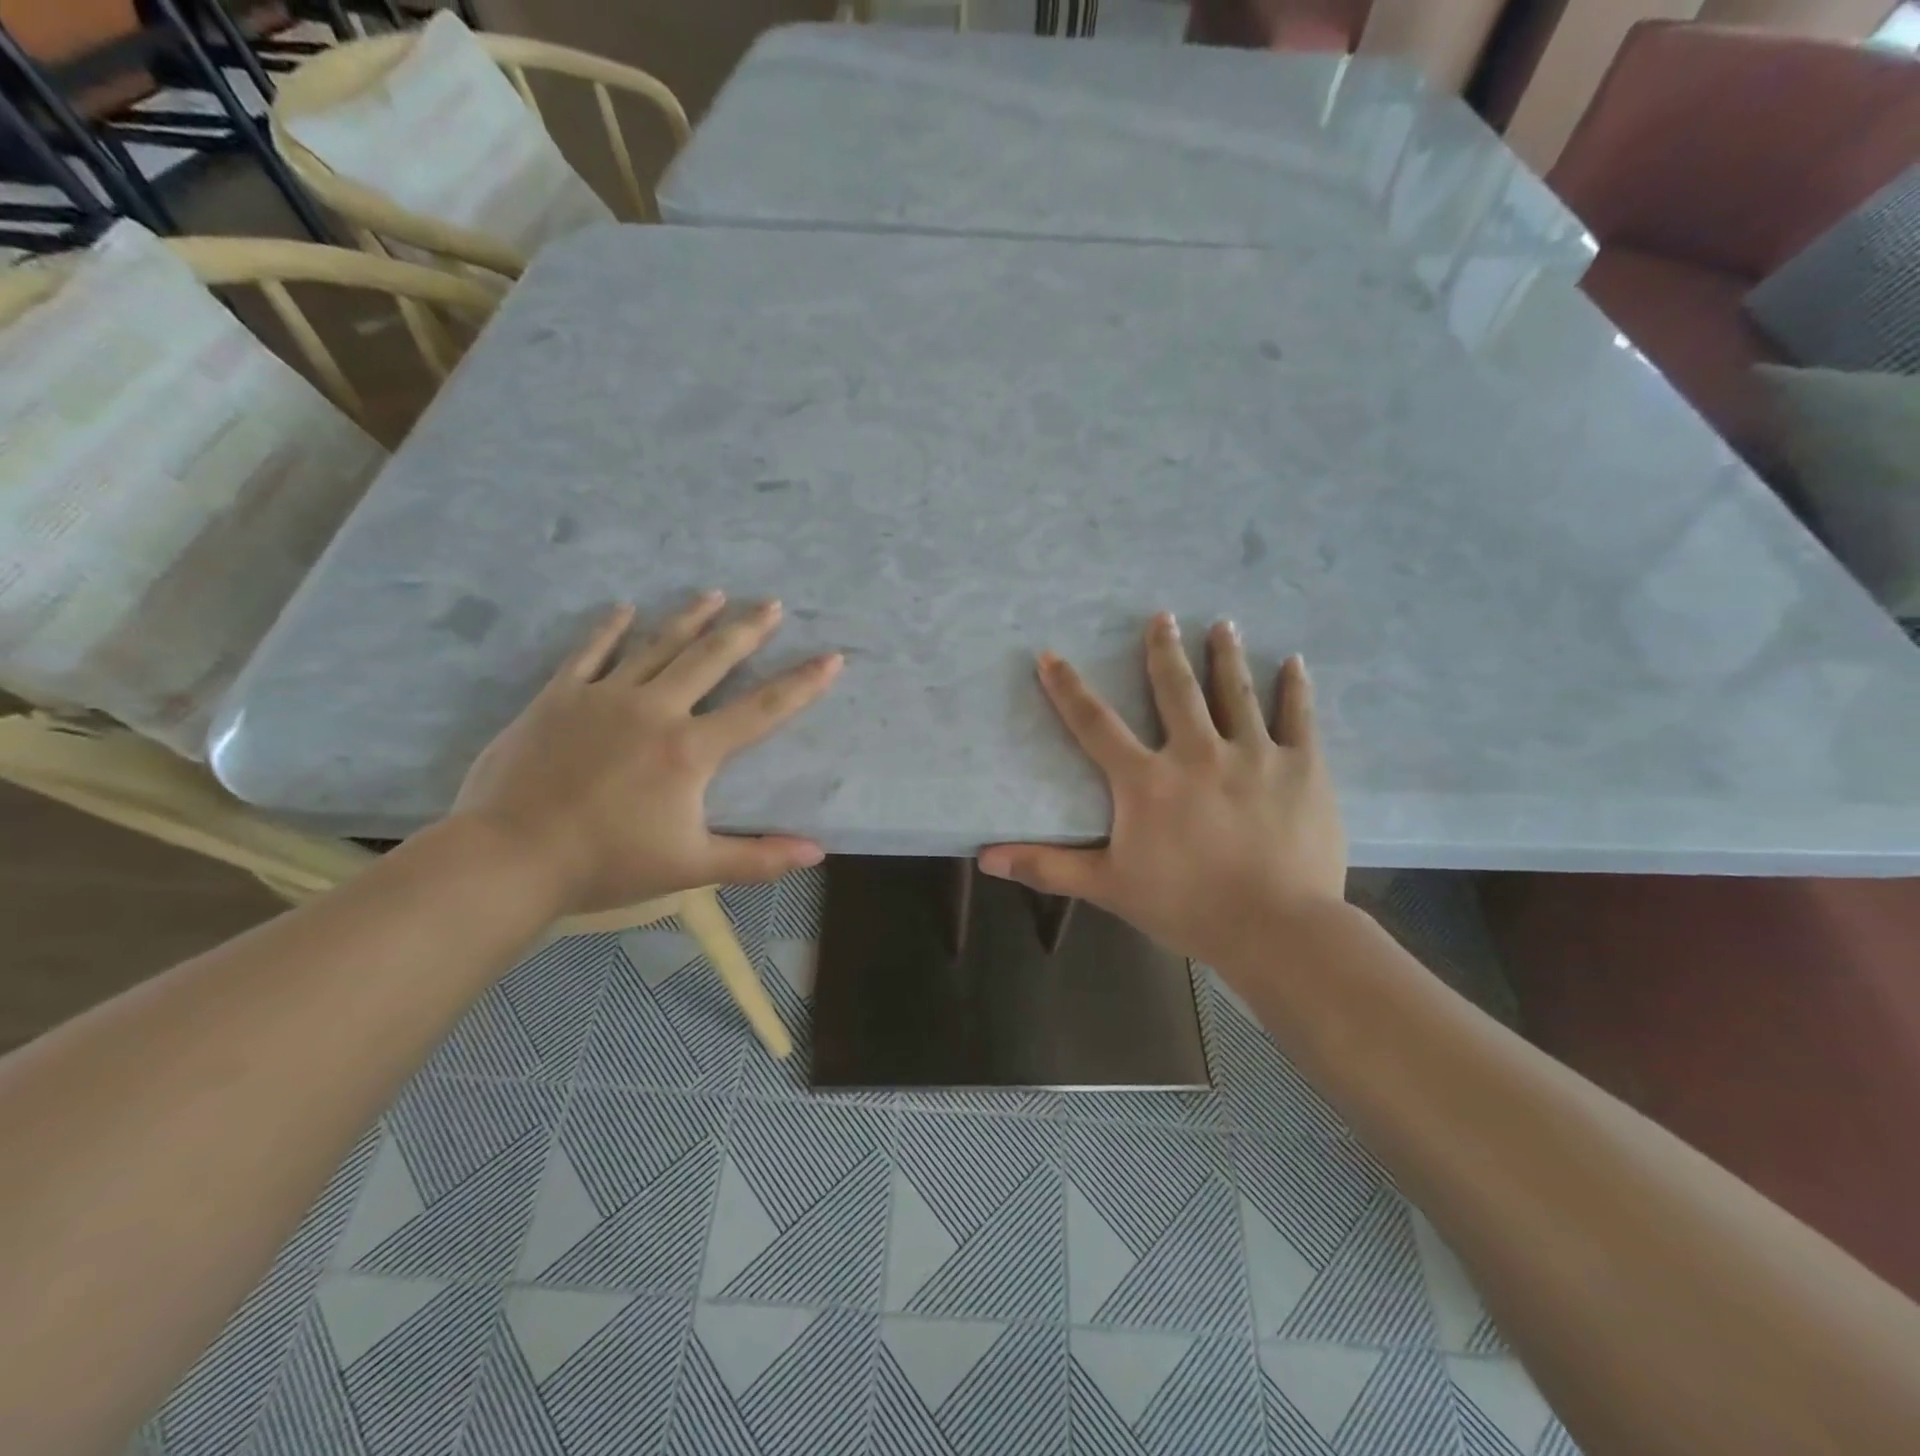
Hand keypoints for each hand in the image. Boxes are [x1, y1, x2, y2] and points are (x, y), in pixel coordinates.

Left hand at [449, 593, 840, 915]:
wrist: (510, 858)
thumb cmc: (607, 864)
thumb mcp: (692, 867)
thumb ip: (758, 858)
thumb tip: (817, 852)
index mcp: (691, 750)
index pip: (762, 709)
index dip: (802, 683)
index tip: (831, 656)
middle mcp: (656, 709)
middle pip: (711, 658)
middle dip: (746, 629)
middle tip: (771, 603)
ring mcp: (604, 697)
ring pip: (658, 644)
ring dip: (690, 617)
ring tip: (715, 593)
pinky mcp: (560, 697)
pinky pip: (590, 652)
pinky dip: (610, 629)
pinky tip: (625, 608)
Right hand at [978, 612, 1345, 973]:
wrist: (1276, 929)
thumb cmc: (1186, 907)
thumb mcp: (1108, 886)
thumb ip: (1047, 866)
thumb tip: (984, 858)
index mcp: (1147, 780)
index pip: (1095, 724)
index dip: (1068, 688)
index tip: (1049, 655)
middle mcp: (1197, 752)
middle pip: (1174, 690)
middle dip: (1163, 650)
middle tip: (1162, 616)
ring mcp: (1254, 754)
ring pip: (1235, 692)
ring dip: (1226, 655)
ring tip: (1222, 623)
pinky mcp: (1302, 768)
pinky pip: (1298, 718)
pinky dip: (1295, 688)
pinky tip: (1295, 662)